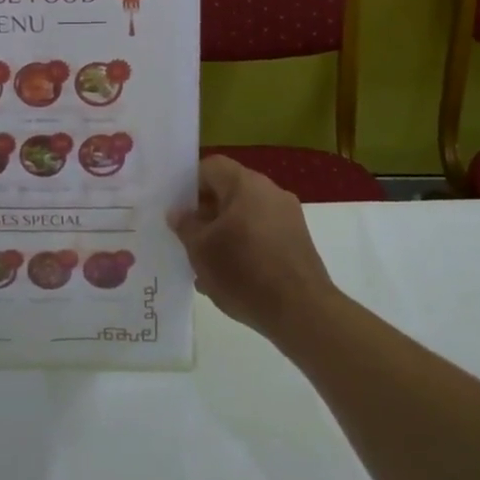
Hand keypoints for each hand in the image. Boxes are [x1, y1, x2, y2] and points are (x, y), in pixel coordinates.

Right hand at [170, 156, 337, 341]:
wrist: (302, 311)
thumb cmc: (244, 273)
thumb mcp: (201, 250)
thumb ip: (186, 225)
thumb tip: (178, 212)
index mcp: (246, 184)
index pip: (211, 167)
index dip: (189, 185)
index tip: (176, 210)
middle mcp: (270, 191)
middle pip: (229, 191)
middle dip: (206, 213)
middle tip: (187, 239)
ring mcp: (288, 216)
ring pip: (245, 215)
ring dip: (224, 233)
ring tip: (206, 265)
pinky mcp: (298, 240)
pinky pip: (262, 233)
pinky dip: (244, 246)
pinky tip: (231, 277)